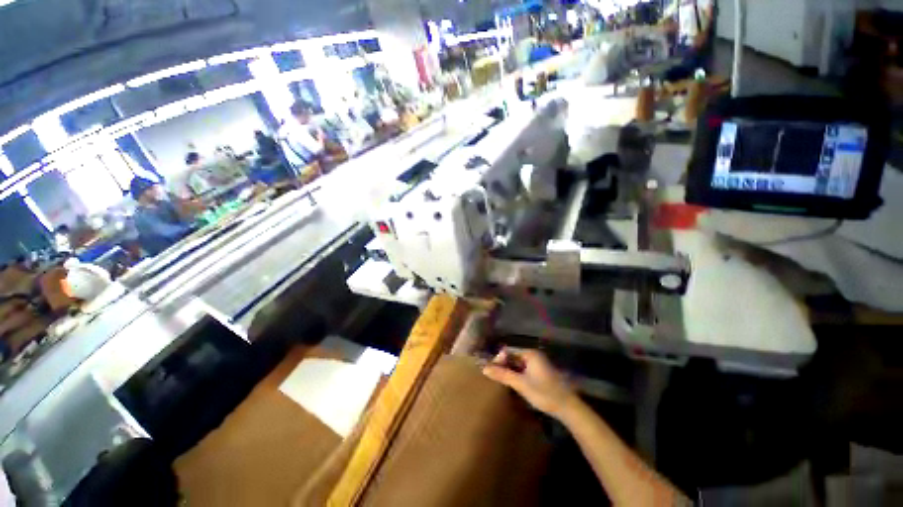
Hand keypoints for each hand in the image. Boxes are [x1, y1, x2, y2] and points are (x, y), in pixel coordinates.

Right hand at [482, 348, 579, 419]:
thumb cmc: (544, 393)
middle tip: (496, 377)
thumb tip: (484, 368)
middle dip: (504, 365)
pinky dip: (517, 374)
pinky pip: (524, 369)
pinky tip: (514, 384)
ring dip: (510, 370)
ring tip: (502, 381)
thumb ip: (503, 375)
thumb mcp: (521, 384)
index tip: (492, 372)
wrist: (568, 408)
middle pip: (513, 356)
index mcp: (530, 354)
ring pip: (518, 363)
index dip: (498, 359)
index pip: (508, 350)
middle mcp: (534, 355)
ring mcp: (538, 364)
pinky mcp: (541, 373)